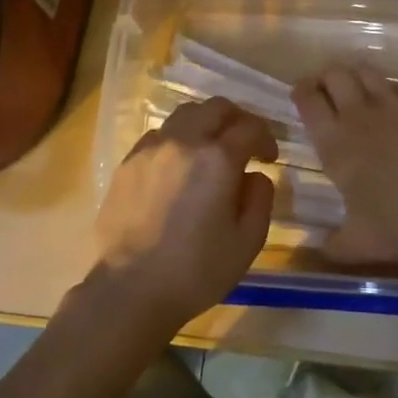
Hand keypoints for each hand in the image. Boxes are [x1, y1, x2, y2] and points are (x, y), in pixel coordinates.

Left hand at [90, 97, 277, 328]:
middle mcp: (184, 141)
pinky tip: (180, 165)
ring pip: (185, 114)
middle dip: (238, 119)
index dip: (266, 137)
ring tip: (212, 149)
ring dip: (206, 123)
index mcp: (218, 159)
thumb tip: (255, 174)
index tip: (269, 156)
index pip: (250, 127)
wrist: (129, 289)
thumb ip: (260, 198)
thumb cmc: (195, 271)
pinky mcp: (128, 162)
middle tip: (245, 143)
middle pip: (216, 107)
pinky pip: (160, 134)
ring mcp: (151, 148)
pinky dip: (178, 138)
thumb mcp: (247, 242)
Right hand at [293, 63, 397, 270]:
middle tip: (329, 93)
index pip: (308, 100)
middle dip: (327, 78)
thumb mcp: (358, 246)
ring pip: (367, 71)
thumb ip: (331, 244)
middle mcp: (360, 116)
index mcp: (336, 145)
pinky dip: (394, 90)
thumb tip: (319, 246)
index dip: (301, 92)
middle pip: (335, 74)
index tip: (302, 96)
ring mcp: (395, 106)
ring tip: (359, 91)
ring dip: (357, 76)